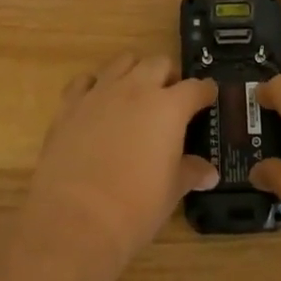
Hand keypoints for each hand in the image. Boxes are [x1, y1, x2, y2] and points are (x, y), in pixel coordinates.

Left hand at [23, 52, 218, 273]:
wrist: (74, 219)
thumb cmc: (134, 208)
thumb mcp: (171, 192)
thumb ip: (190, 173)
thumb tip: (209, 173)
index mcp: (169, 107)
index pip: (196, 88)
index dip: (205, 92)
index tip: (209, 97)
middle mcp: (137, 89)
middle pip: (159, 63)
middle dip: (169, 76)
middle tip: (171, 98)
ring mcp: (101, 92)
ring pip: (123, 61)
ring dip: (135, 71)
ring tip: (136, 93)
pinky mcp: (71, 104)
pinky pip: (85, 81)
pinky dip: (95, 86)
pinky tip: (97, 103)